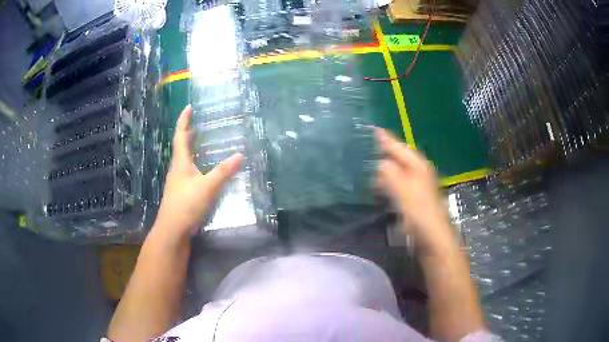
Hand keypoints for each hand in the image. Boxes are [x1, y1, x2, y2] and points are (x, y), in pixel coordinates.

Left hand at [151, 105, 242, 242]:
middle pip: (181, 147)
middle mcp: (177, 169)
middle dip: (188, 133)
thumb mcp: (207, 187)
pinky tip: (202, 171)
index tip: (189, 107)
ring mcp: (177, 182)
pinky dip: (195, 164)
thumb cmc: (186, 204)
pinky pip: (188, 172)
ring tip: (202, 143)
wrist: (172, 229)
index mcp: (180, 163)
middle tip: (198, 124)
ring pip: (184, 160)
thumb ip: (223, 171)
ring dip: (191, 149)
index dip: (184, 120)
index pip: (181, 136)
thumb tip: (240, 154)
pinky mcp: (181, 193)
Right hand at [375, 128, 455, 255]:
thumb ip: (389, 173)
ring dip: (382, 166)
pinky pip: (395, 183)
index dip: (384, 138)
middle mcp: (417, 171)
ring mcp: (415, 185)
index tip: (369, 130)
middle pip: (397, 156)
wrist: (433, 238)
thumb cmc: (419, 213)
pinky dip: (385, 181)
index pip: (397, 146)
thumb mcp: (403, 190)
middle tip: (361, 147)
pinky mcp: (412, 198)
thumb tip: (377, 161)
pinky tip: (375, 185)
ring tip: (364, 164)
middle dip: (381, 151)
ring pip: (396, 170)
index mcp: (417, 165)